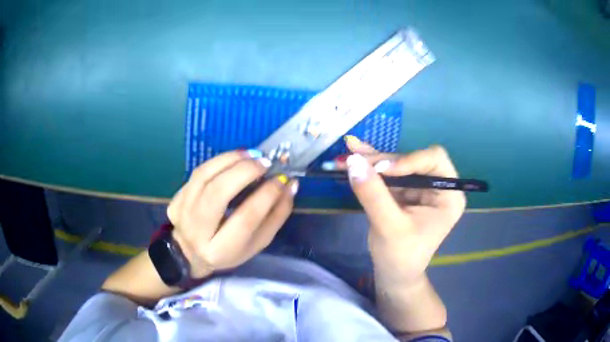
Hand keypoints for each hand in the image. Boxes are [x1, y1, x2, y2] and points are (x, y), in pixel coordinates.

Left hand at [166, 150, 297, 277]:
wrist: (190, 252)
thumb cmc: (230, 250)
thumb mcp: (257, 243)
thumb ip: (276, 216)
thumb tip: (290, 185)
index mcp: (221, 250)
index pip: (246, 218)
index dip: (267, 195)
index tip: (282, 179)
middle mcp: (197, 231)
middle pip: (218, 192)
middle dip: (245, 171)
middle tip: (265, 162)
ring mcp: (182, 213)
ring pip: (204, 176)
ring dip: (230, 160)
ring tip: (251, 154)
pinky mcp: (176, 199)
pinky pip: (198, 173)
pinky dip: (218, 161)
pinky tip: (234, 159)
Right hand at [344, 137, 465, 283]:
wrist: (393, 275)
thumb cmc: (401, 256)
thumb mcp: (389, 227)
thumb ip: (373, 194)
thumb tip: (353, 161)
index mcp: (448, 195)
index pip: (435, 160)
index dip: (408, 160)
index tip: (382, 170)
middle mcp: (437, 185)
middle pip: (410, 159)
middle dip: (382, 160)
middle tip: (354, 160)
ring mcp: (419, 187)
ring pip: (395, 163)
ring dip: (370, 160)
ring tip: (346, 154)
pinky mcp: (403, 190)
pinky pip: (386, 173)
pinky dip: (369, 165)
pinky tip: (353, 151)